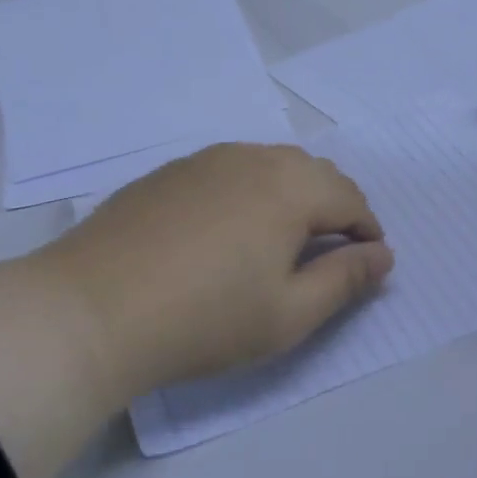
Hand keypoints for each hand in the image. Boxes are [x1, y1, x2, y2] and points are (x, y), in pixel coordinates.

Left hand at [44, 142, 392, 397]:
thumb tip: (384, 255)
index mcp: (289, 188)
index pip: (348, 198)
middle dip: (334, 206)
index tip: (369, 261)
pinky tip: (229, 228)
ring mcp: (204, 160)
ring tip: (284, 237)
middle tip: (333, 250)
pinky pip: (228, 170)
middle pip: (311, 172)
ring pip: (268, 165)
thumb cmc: (205, 318)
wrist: (93, 309)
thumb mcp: (289, 313)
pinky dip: (250, 191)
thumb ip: (345, 280)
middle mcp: (251, 159)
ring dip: (292, 193)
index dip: (367, 229)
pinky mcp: (168, 173)